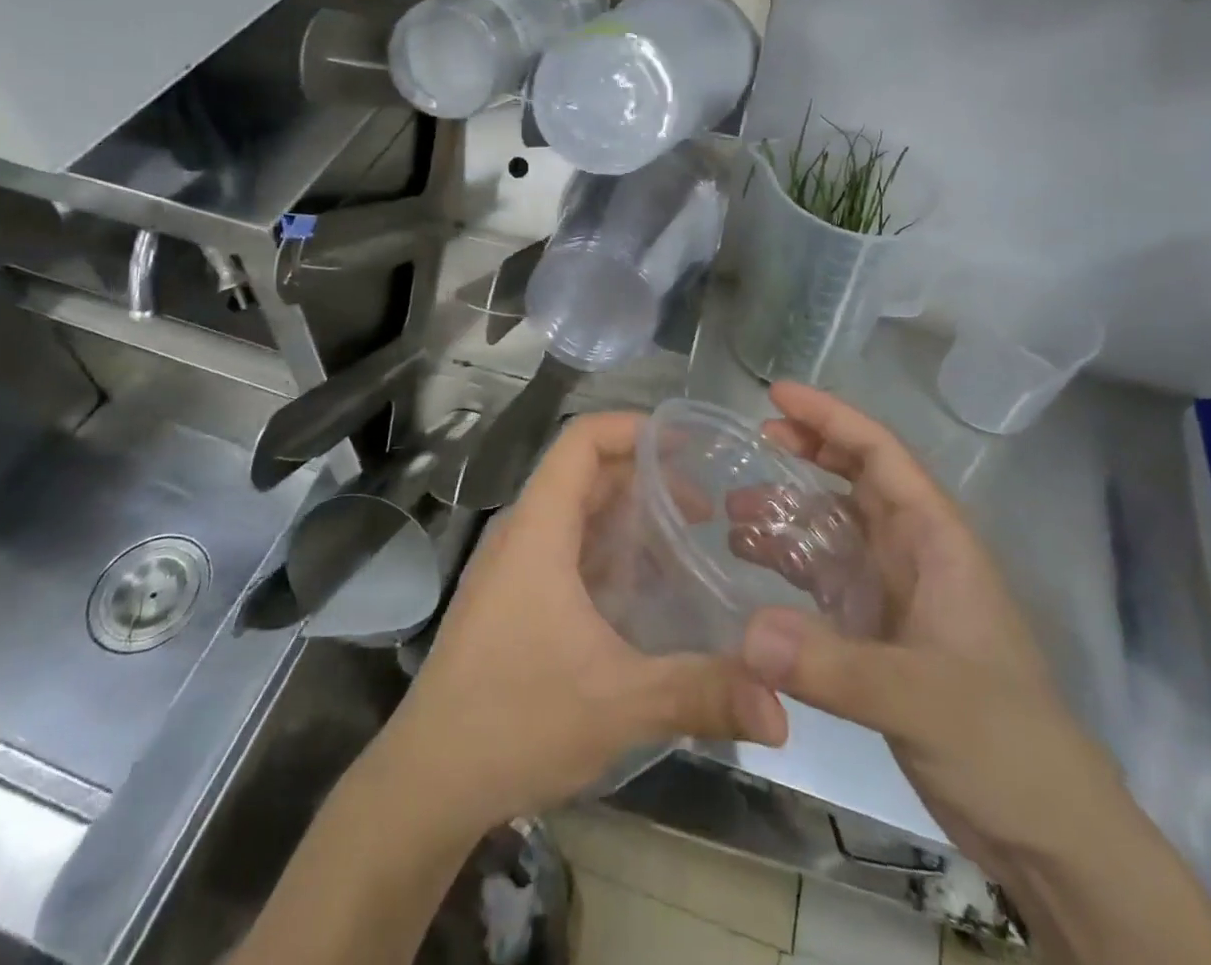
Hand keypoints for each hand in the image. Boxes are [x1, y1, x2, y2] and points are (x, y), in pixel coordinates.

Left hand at [375, 411, 788, 835]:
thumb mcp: (618, 702)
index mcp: (539, 529)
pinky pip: (568, 553)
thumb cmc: (515, 720)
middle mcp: (523, 535)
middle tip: (706, 511)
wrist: (428, 781)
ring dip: (630, 521)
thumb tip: (782, 708)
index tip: (686, 444)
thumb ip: (701, 694)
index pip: (581, 441)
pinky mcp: (513, 601)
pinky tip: (646, 595)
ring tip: (686, 548)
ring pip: (578, 517)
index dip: (632, 428)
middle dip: (647, 480)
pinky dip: (610, 555)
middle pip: (586, 475)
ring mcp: (514, 569)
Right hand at [739, 383, 1122, 872]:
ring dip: (790, 511)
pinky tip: (751, 567)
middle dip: (809, 450)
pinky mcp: (879, 634)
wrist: (1046, 833)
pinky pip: (825, 578)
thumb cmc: (1004, 745)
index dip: (831, 418)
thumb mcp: (921, 700)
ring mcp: (897, 594)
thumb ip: (834, 668)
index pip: (881, 455)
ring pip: (837, 528)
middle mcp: (915, 555)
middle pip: (857, 480)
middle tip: (752, 439)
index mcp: (937, 541)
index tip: (776, 396)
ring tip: (733, 510)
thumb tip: (747, 633)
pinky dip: (789, 563)